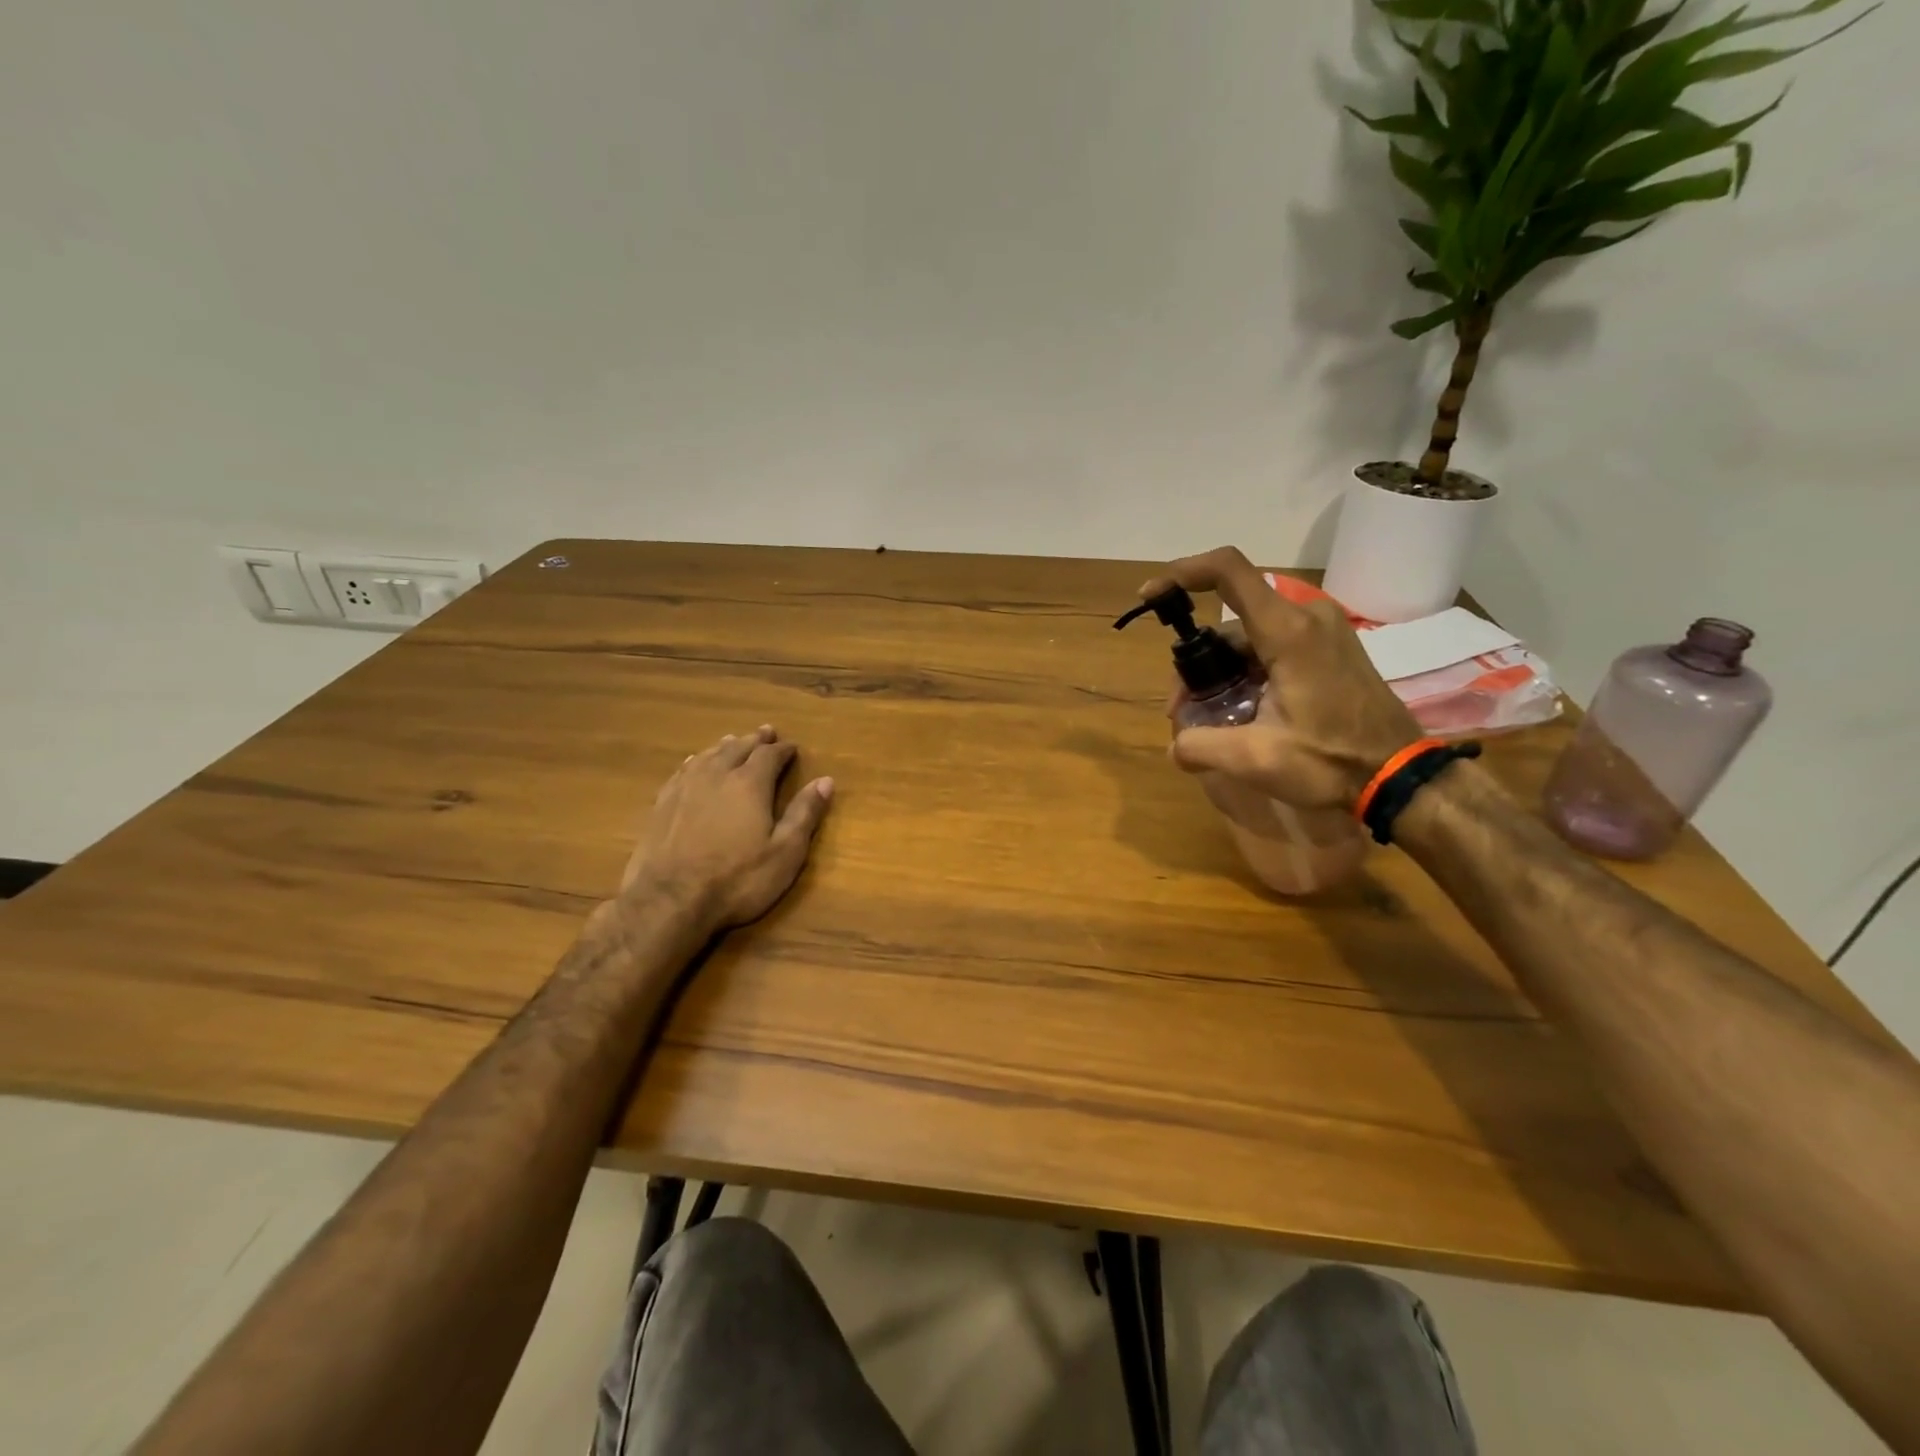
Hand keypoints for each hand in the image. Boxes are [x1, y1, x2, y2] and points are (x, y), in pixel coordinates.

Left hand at [619, 726, 834, 931]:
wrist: (669, 900)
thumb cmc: (737, 879)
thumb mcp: (785, 852)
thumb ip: (804, 814)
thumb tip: (826, 781)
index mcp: (750, 784)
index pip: (770, 756)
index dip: (783, 750)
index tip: (792, 747)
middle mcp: (717, 776)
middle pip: (738, 748)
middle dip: (755, 740)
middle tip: (765, 732)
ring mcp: (685, 788)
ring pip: (708, 755)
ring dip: (725, 746)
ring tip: (733, 740)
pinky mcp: (662, 804)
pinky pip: (682, 770)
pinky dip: (695, 761)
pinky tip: (694, 762)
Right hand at [1141, 546, 1421, 809]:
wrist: (1402, 776)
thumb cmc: (1332, 762)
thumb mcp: (1256, 759)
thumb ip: (1201, 746)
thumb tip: (1175, 746)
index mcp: (1288, 631)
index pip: (1227, 571)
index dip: (1181, 572)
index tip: (1150, 595)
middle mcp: (1306, 616)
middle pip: (1230, 619)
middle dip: (1196, 659)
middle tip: (1180, 708)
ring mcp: (1323, 630)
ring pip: (1249, 635)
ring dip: (1220, 671)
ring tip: (1207, 719)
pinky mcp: (1331, 647)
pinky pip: (1272, 645)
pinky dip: (1245, 671)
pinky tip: (1240, 711)